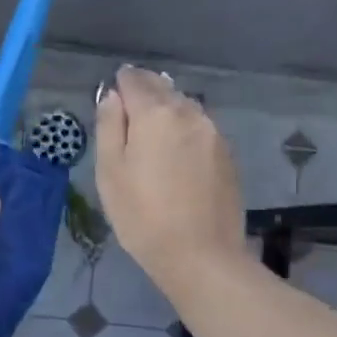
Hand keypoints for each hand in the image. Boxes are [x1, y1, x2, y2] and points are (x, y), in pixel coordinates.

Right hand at [94, 67, 244, 292]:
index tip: (112, 93)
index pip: (135, 80)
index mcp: (155, 113)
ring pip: (185, 108)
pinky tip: (177, 152)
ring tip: (152, 129)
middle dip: (145, 91)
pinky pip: (200, 129)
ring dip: (167, 110)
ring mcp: (213, 133)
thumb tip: (112, 97)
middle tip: (129, 107)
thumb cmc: (143, 216)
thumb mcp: (110, 173)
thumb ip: (109, 127)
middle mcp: (189, 113)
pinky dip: (185, 130)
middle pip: (163, 89)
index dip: (120, 83)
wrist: (201, 255)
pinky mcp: (227, 155)